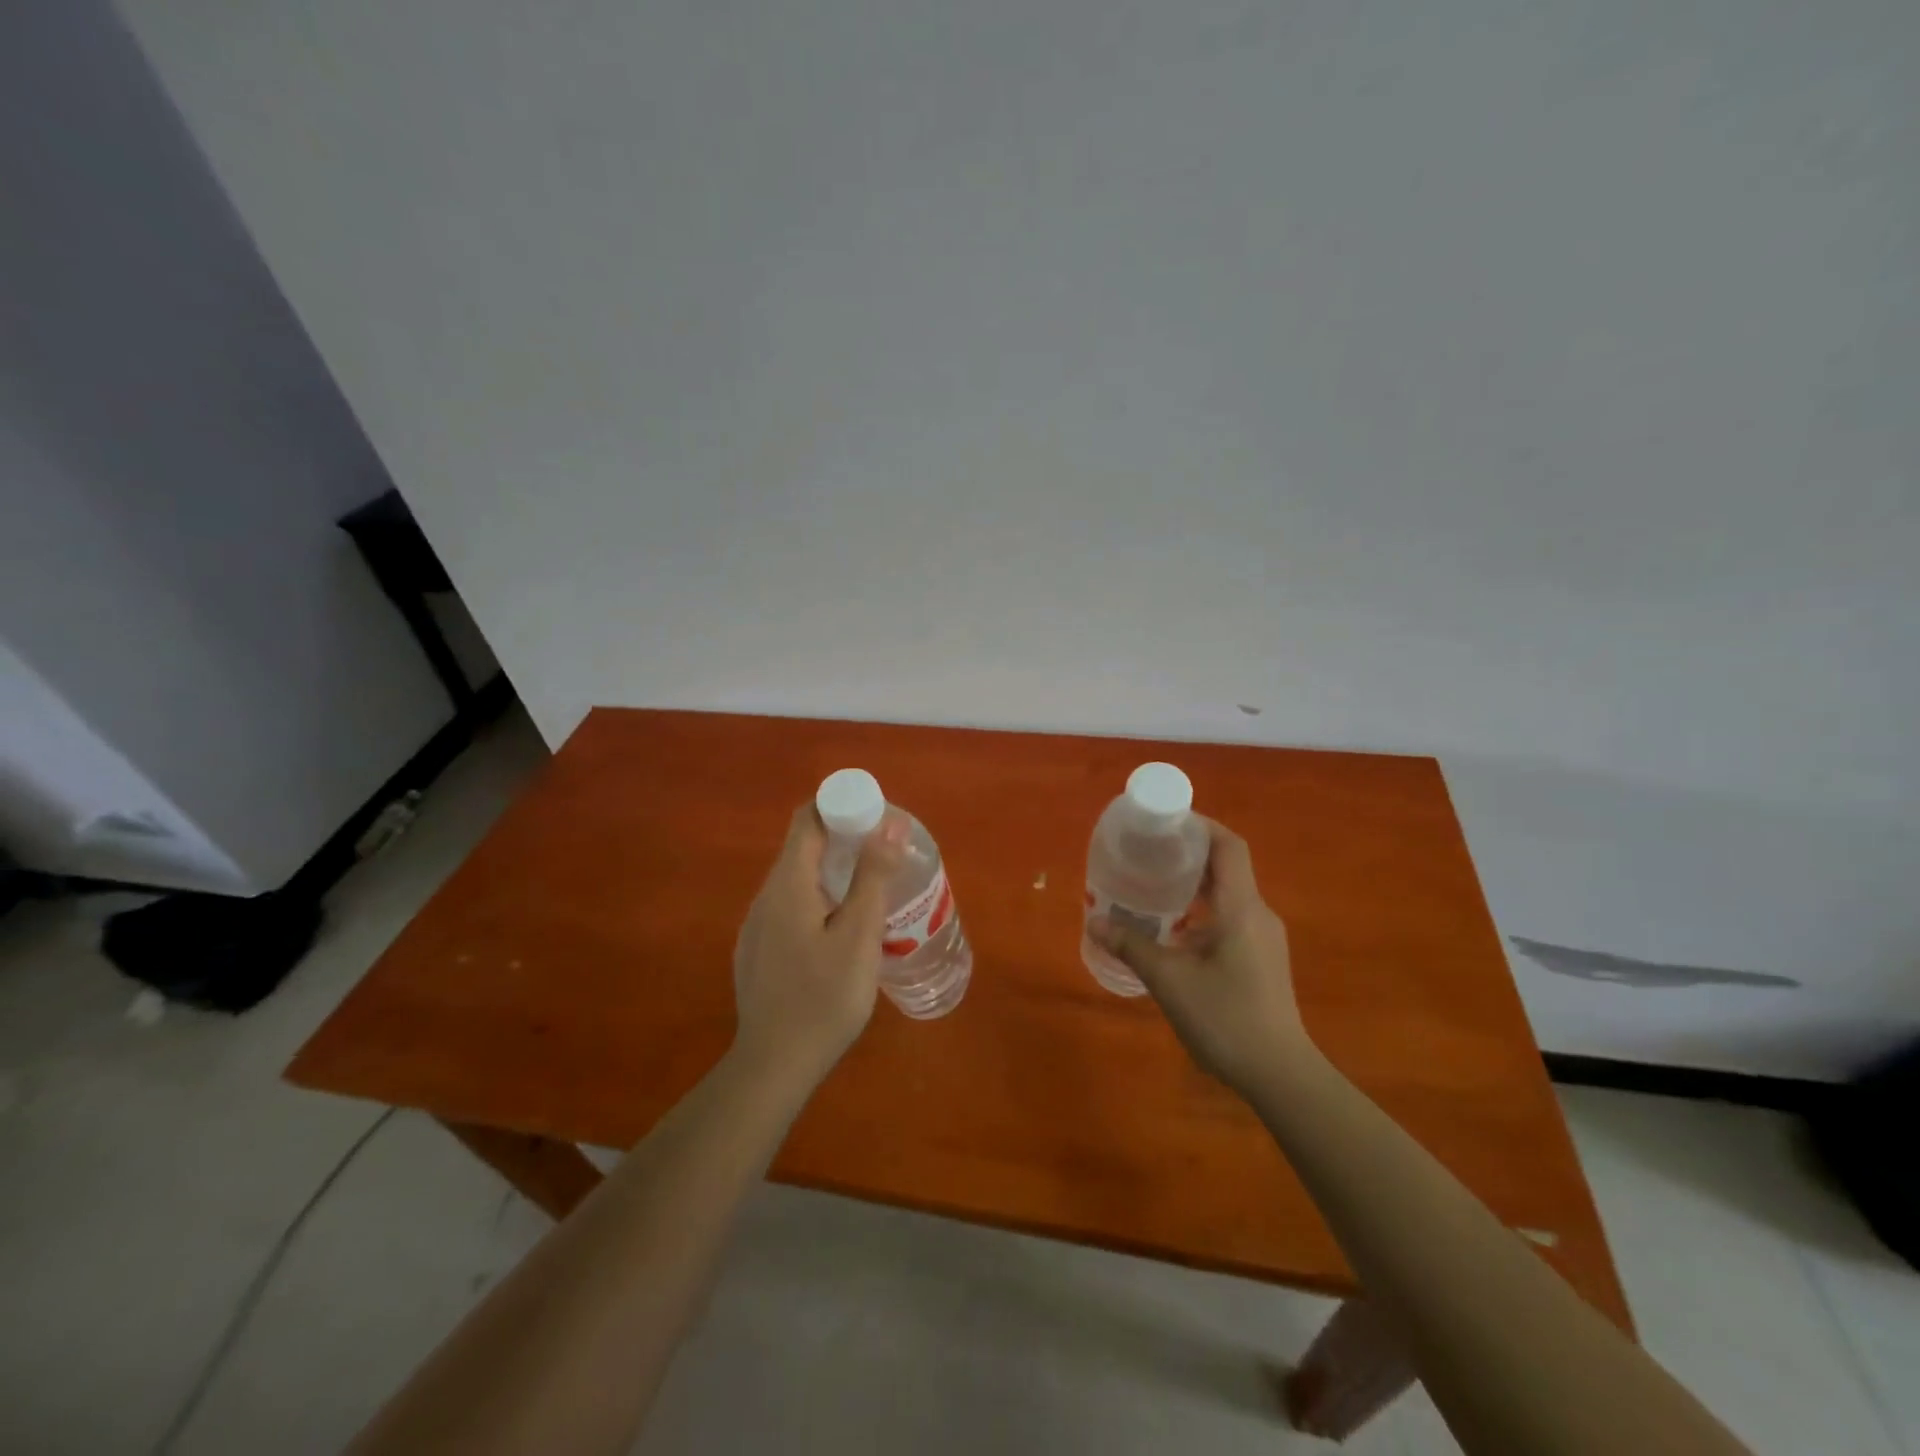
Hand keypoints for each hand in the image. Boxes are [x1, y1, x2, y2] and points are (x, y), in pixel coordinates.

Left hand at [731, 803, 907, 1092]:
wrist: (773, 1067)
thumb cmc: (824, 998)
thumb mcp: (859, 936)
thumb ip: (873, 876)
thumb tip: (890, 822)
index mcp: (788, 884)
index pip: (808, 819)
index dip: (840, 805)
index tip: (875, 815)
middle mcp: (765, 896)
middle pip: (802, 847)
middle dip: (843, 839)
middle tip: (884, 853)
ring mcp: (757, 925)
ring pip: (797, 880)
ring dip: (832, 872)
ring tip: (871, 890)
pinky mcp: (758, 950)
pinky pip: (790, 906)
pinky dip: (818, 899)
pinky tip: (841, 930)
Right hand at [1090, 821, 1310, 1098]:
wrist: (1280, 1076)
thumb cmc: (1226, 1018)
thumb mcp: (1169, 980)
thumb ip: (1131, 946)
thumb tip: (1095, 922)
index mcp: (1240, 907)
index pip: (1229, 846)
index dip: (1199, 826)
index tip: (1164, 822)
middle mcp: (1257, 914)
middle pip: (1226, 866)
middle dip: (1187, 854)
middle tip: (1147, 853)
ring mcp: (1263, 938)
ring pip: (1227, 894)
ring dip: (1193, 885)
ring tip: (1152, 887)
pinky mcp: (1261, 959)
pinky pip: (1229, 918)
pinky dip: (1201, 911)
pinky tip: (1172, 930)